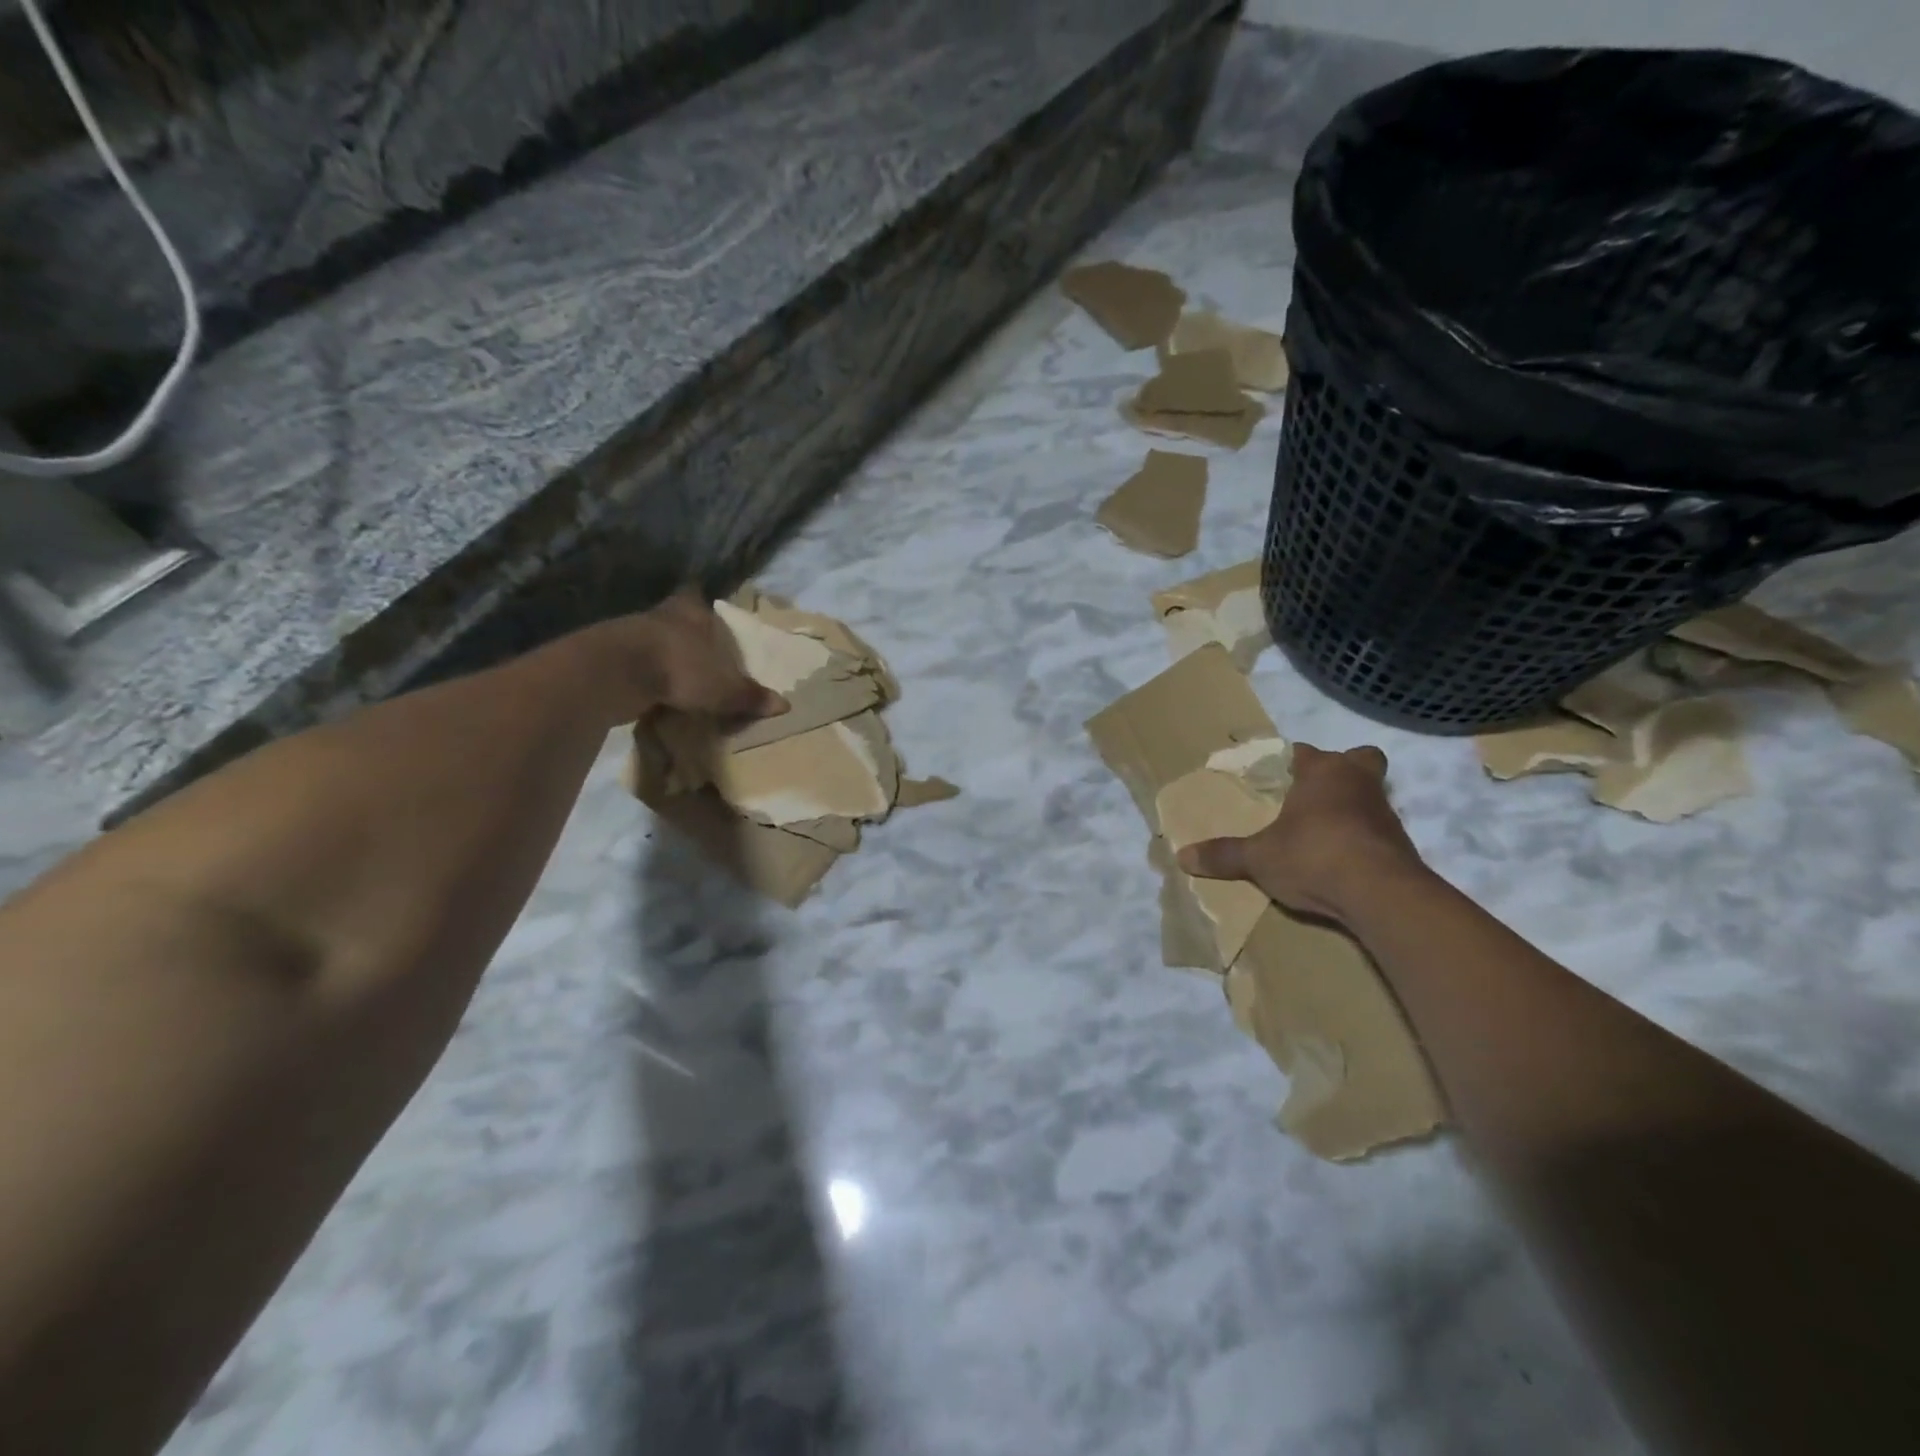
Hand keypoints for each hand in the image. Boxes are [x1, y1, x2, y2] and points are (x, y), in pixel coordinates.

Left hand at [560, 590, 787, 726]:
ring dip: (663, 654)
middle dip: (683, 631)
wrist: (617, 673)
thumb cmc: (681, 667)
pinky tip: (654, 691)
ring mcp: (631, 634)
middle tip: (697, 648)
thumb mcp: (724, 689)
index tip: (704, 609)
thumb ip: (750, 696)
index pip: (695, 595)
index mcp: (691, 612)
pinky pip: (635, 664)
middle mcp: (660, 615)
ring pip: (653, 639)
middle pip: (673, 617)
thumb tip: (785, 705)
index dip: (700, 602)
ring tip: (678, 674)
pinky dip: (645, 675)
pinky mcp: (610, 657)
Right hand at [1176, 743, 1423, 924]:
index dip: (1290, 760)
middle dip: (1340, 771)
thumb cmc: (1314, 856)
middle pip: (1358, 761)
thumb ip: (1224, 855)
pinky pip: (1376, 831)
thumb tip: (1182, 857)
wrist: (1381, 895)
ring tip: (1318, 833)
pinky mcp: (1400, 846)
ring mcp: (1385, 813)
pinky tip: (1338, 860)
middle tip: (1312, 793)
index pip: (1304, 752)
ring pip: (1368, 796)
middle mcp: (1359, 783)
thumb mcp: (1258, 858)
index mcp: (1323, 772)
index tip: (1275, 774)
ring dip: (1350, 808)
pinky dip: (1360, 839)